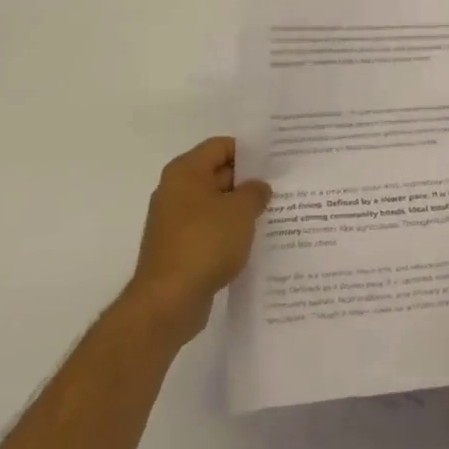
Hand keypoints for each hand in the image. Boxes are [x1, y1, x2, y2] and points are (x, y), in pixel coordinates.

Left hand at [128, 137, 270, 342]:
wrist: (167, 302)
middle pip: (217, 174)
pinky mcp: (178, 249)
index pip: (221, 146)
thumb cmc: (204, 243)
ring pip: (215, 204)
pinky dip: (229, 232)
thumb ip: (255, 192)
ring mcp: (175, 222)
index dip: (250, 151)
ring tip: (273, 213)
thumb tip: (258, 187)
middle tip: (281, 186)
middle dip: (248, 181)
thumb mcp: (240, 211)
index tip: (276, 160)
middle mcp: (176, 191)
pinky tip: (253, 240)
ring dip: (240, 209)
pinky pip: (209, 230)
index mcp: (186, 172)